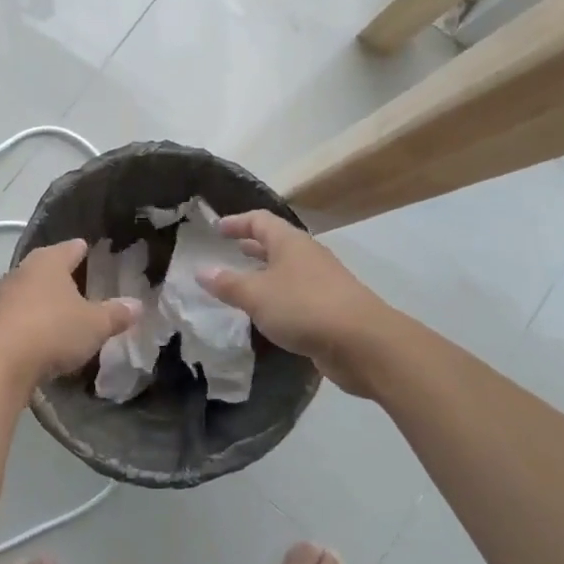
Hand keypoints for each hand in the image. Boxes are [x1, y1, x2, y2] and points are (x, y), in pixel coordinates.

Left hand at [0, 239, 140, 386]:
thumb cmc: (53, 331)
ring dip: (45, 298)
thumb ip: (116, 314)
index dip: (85, 250)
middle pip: (47, 266)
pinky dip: (31, 319)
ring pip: (30, 289)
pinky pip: (18, 313)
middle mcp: (23, 270)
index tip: (95, 253)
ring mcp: (3, 295)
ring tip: (64, 311)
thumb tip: (137, 305)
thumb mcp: (94, 325)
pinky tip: (42, 333)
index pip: (72, 247)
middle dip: (63, 275)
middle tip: (83, 284)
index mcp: (49, 261)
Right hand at [197, 210, 393, 385]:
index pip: (259, 221)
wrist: (362, 343)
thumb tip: (201, 271)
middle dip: (253, 246)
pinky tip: (268, 313)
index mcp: (289, 242)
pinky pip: (298, 294)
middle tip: (230, 250)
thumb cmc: (303, 308)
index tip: (217, 228)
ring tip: (244, 282)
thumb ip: (227, 284)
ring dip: (266, 273)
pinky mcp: (332, 308)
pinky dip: (279, 297)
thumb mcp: (256, 295)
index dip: (237, 222)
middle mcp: (307, 255)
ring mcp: (323, 281)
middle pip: (277, 243)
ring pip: (288, 269)